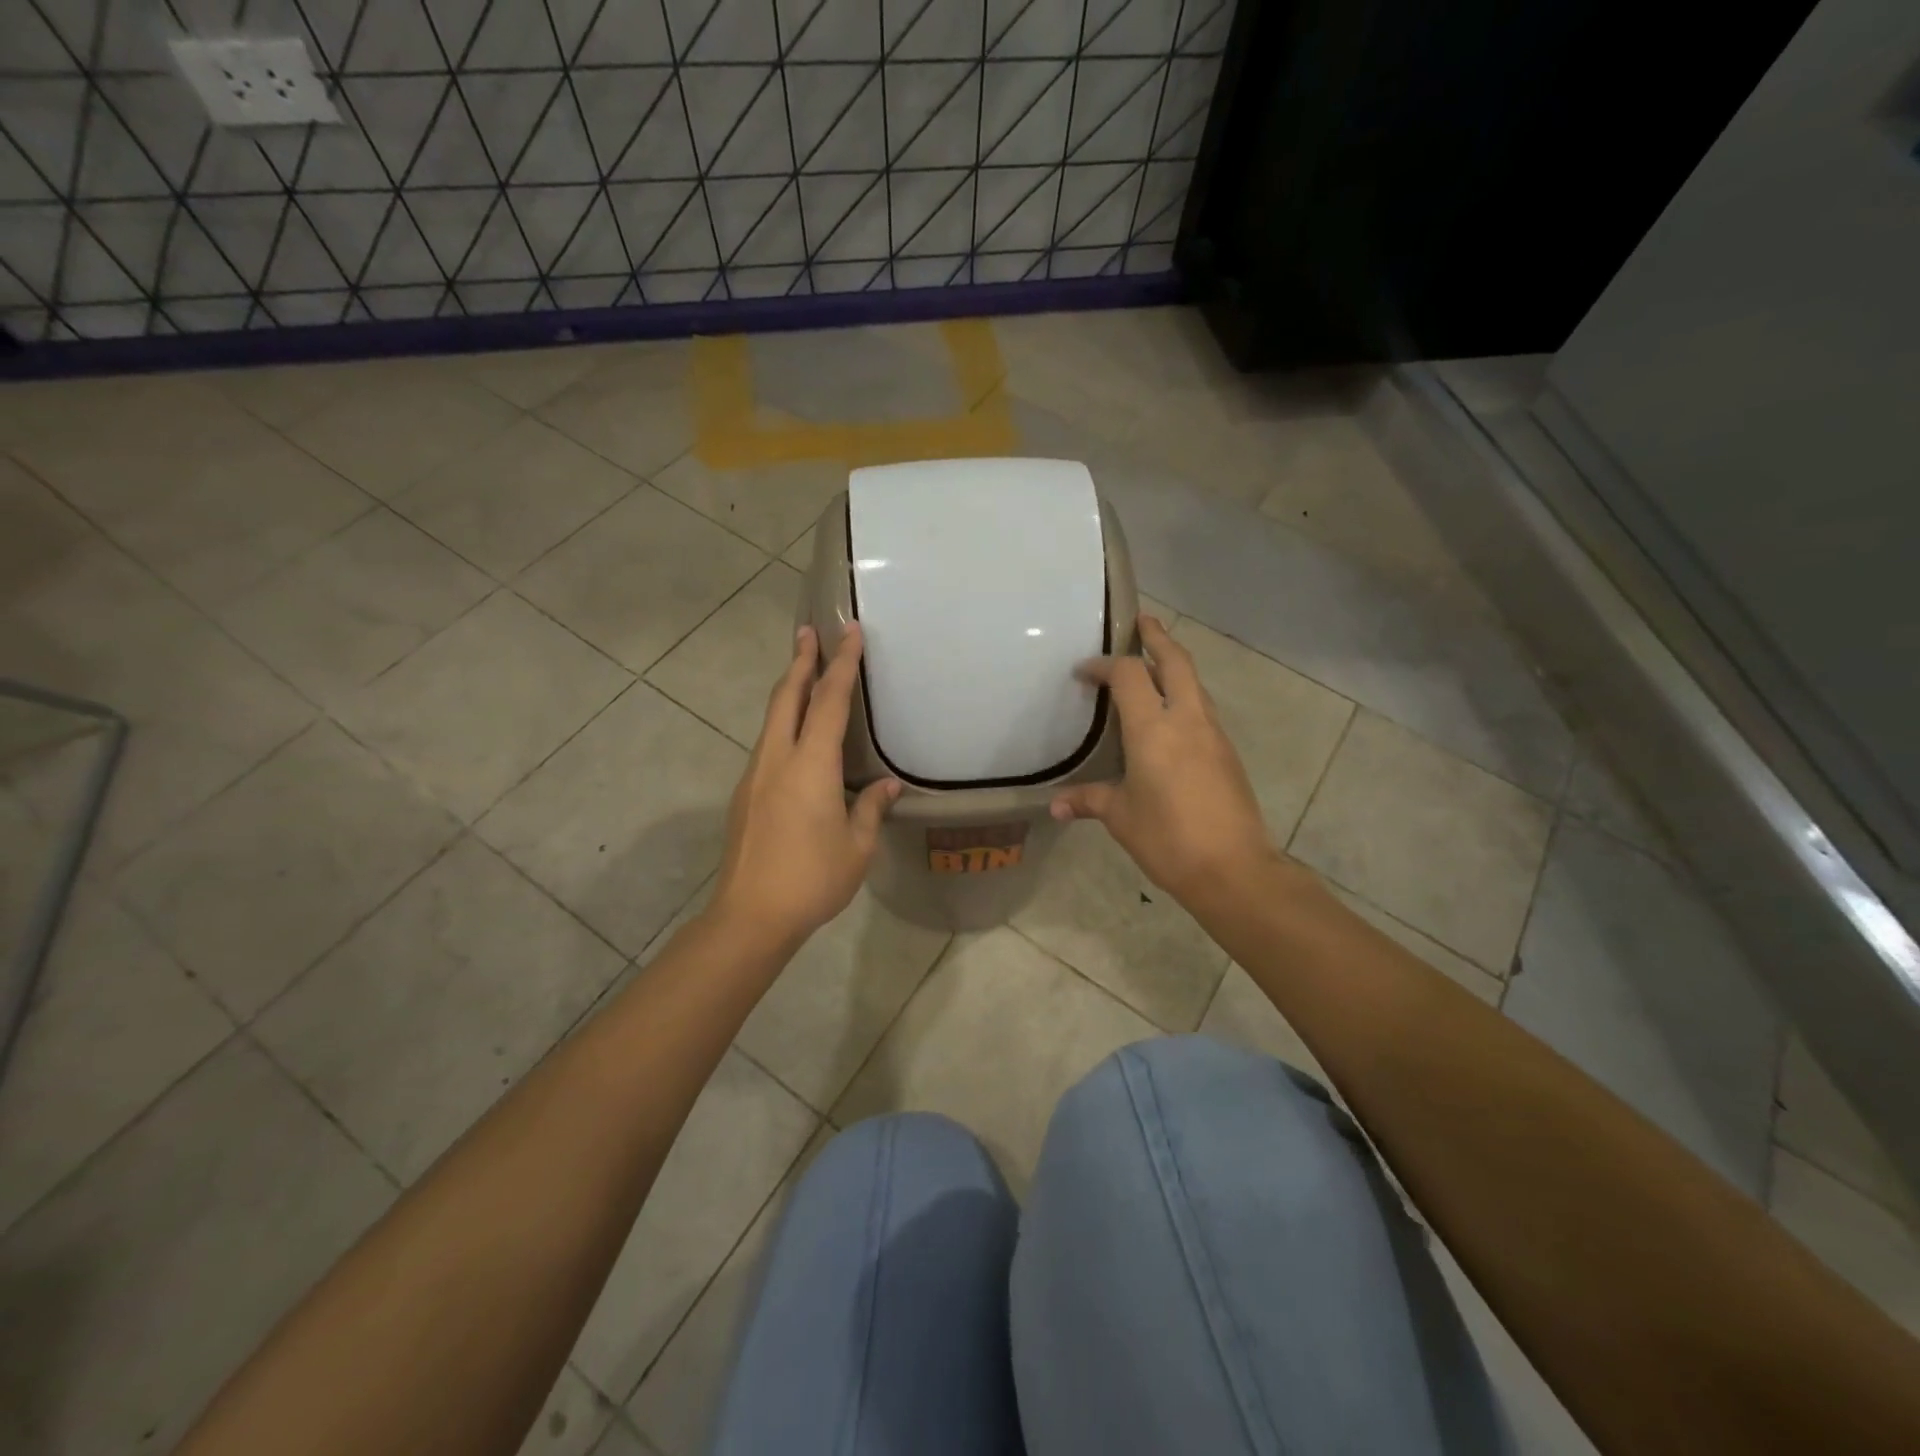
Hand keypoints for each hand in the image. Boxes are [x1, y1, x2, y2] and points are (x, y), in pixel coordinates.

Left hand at [710, 622, 901, 951]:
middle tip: (808, 631)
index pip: (829, 702)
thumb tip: (887, 785)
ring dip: (789, 690)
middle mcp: (777, 759)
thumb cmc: (812, 879)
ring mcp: (755, 776)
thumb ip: (871, 808)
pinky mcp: (745, 795)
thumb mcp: (857, 847)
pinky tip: (794, 737)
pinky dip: (782, 723)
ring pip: (772, 720)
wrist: (750, 916)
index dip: (842, 664)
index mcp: (810, 765)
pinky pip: (767, 745)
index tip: (849, 632)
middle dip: (800, 661)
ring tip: (802, 673)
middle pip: (788, 697)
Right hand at [1050, 615, 1279, 904]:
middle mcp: (1186, 719)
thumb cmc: (1168, 838)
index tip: (1083, 672)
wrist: (1233, 868)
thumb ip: (1088, 801)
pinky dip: (1184, 696)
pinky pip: (1202, 709)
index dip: (1103, 665)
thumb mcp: (1120, 817)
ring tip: (1153, 665)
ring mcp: (1213, 734)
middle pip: (1176, 661)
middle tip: (1141, 622)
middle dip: (1157, 637)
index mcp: (1153, 728)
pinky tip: (1170, 717)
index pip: (1128, 675)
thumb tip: (1056, 806)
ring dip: (1174, 666)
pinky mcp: (1227, 752)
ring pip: (1194, 683)